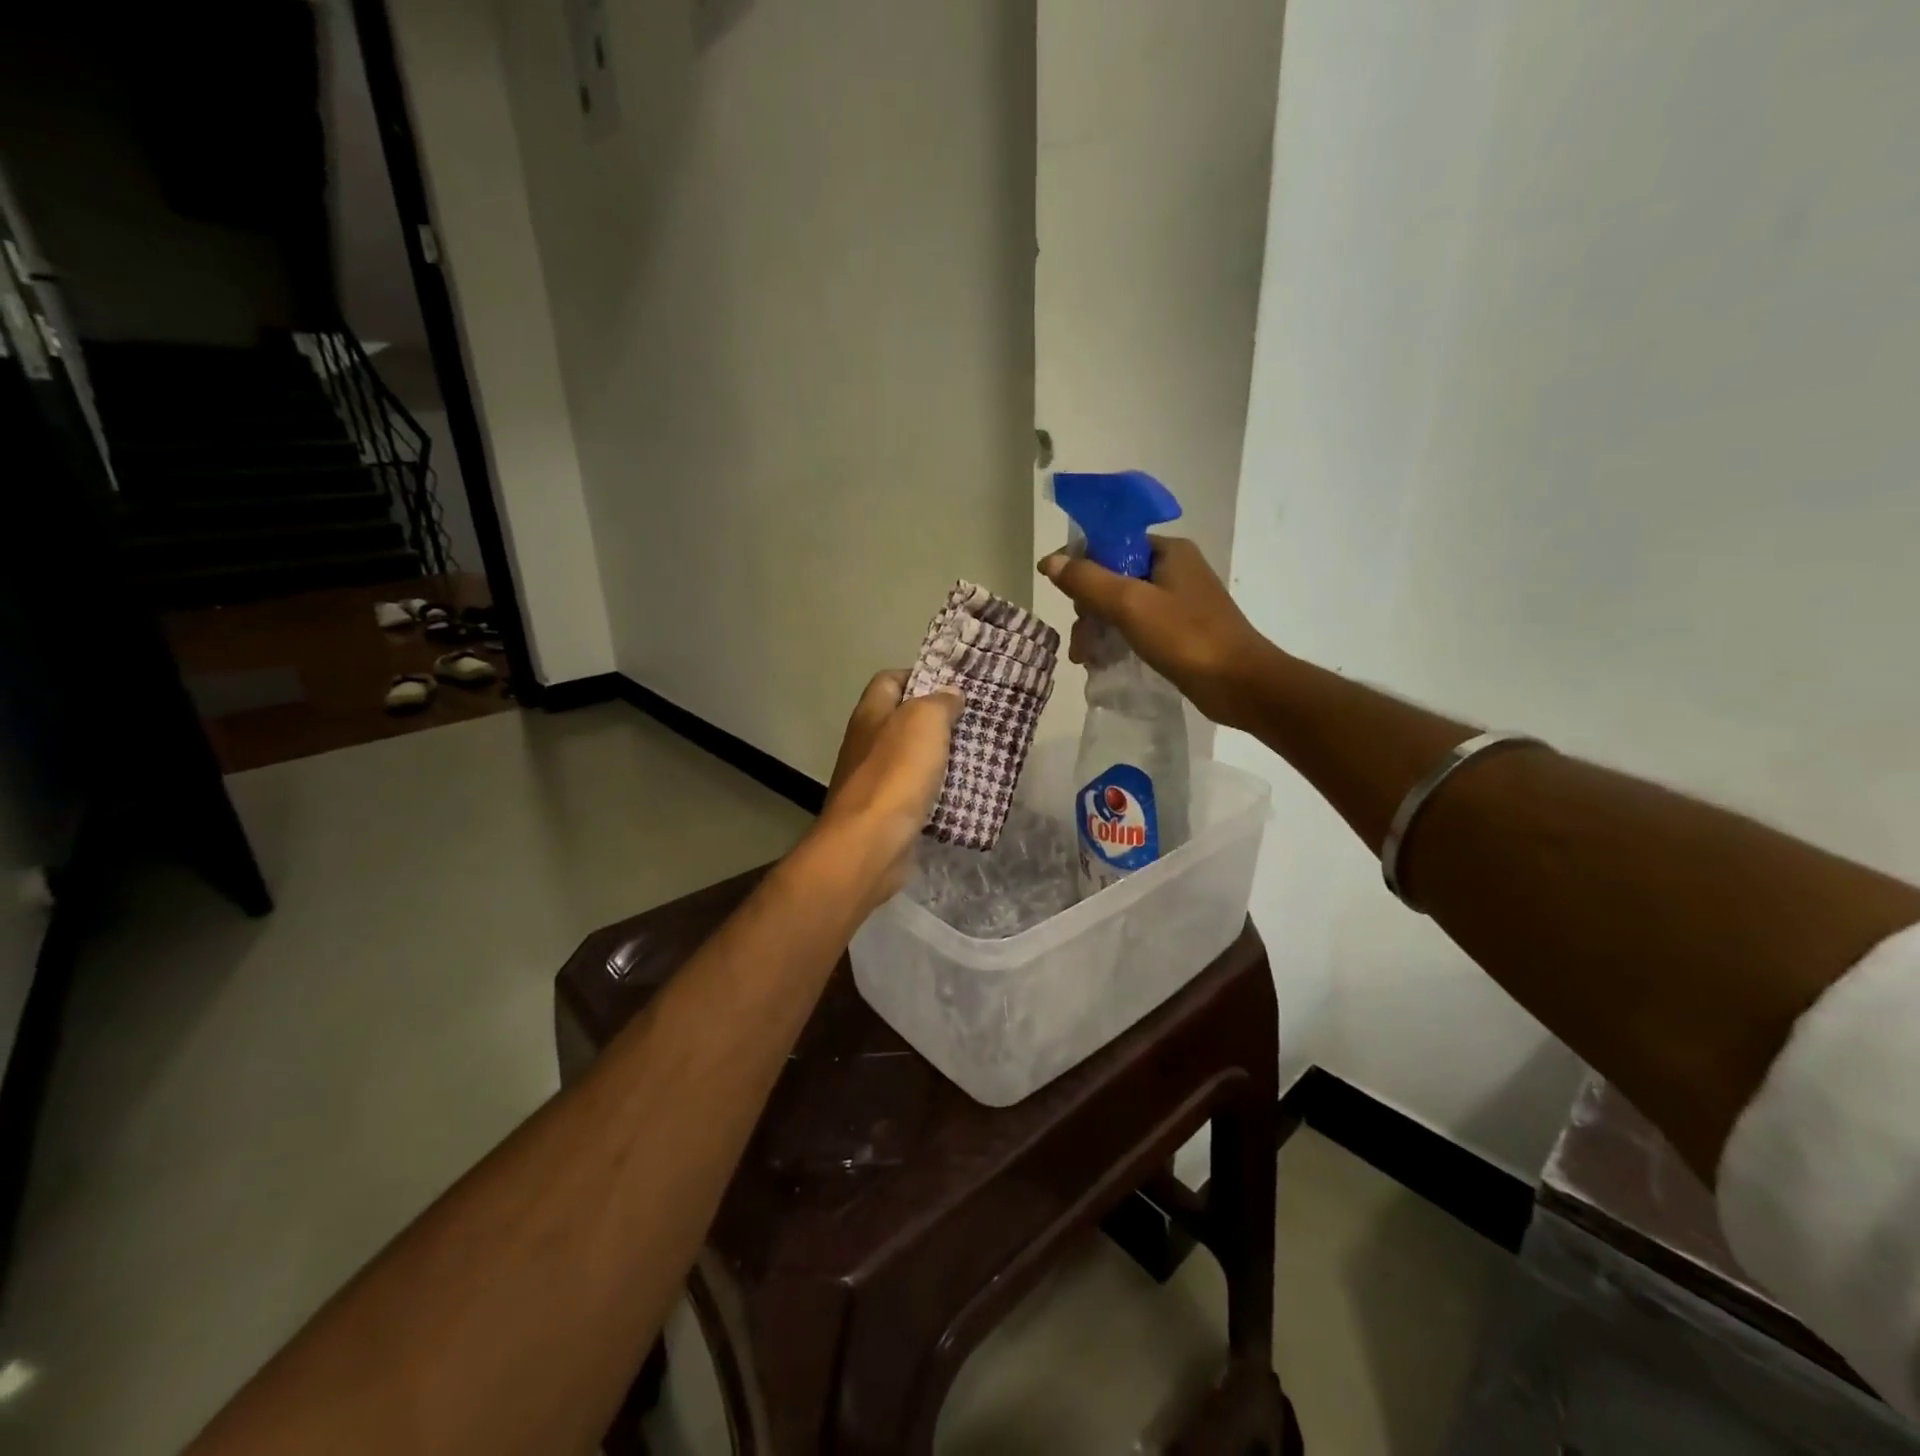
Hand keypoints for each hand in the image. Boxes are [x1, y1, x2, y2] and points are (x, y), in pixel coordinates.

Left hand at [815, 671, 963, 906]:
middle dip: (938, 720)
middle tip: (974, 721)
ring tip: (978, 755)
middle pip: (903, 720)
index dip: (920, 676)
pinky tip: (964, 794)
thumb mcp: (924, 721)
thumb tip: (950, 694)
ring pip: (913, 759)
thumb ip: (939, 702)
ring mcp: (875, 781)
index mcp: (870, 714)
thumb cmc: (896, 773)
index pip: (890, 680)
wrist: (870, 844)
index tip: (954, 686)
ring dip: (941, 758)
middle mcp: (867, 744)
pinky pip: (917, 794)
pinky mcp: (887, 813)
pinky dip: (939, 792)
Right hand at [1039, 537, 1274, 726]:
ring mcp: (1179, 601)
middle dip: (1088, 608)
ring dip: (1099, 629)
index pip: (1111, 544)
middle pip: (1113, 577)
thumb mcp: (1130, 604)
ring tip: (1086, 660)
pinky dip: (1117, 640)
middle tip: (1081, 641)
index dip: (1082, 567)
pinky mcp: (1180, 630)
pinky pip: (1137, 626)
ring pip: (1122, 605)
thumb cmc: (1186, 638)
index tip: (1068, 600)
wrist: (1240, 684)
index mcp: (1168, 551)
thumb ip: (1088, 580)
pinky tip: (1103, 663)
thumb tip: (1050, 561)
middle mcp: (1174, 569)